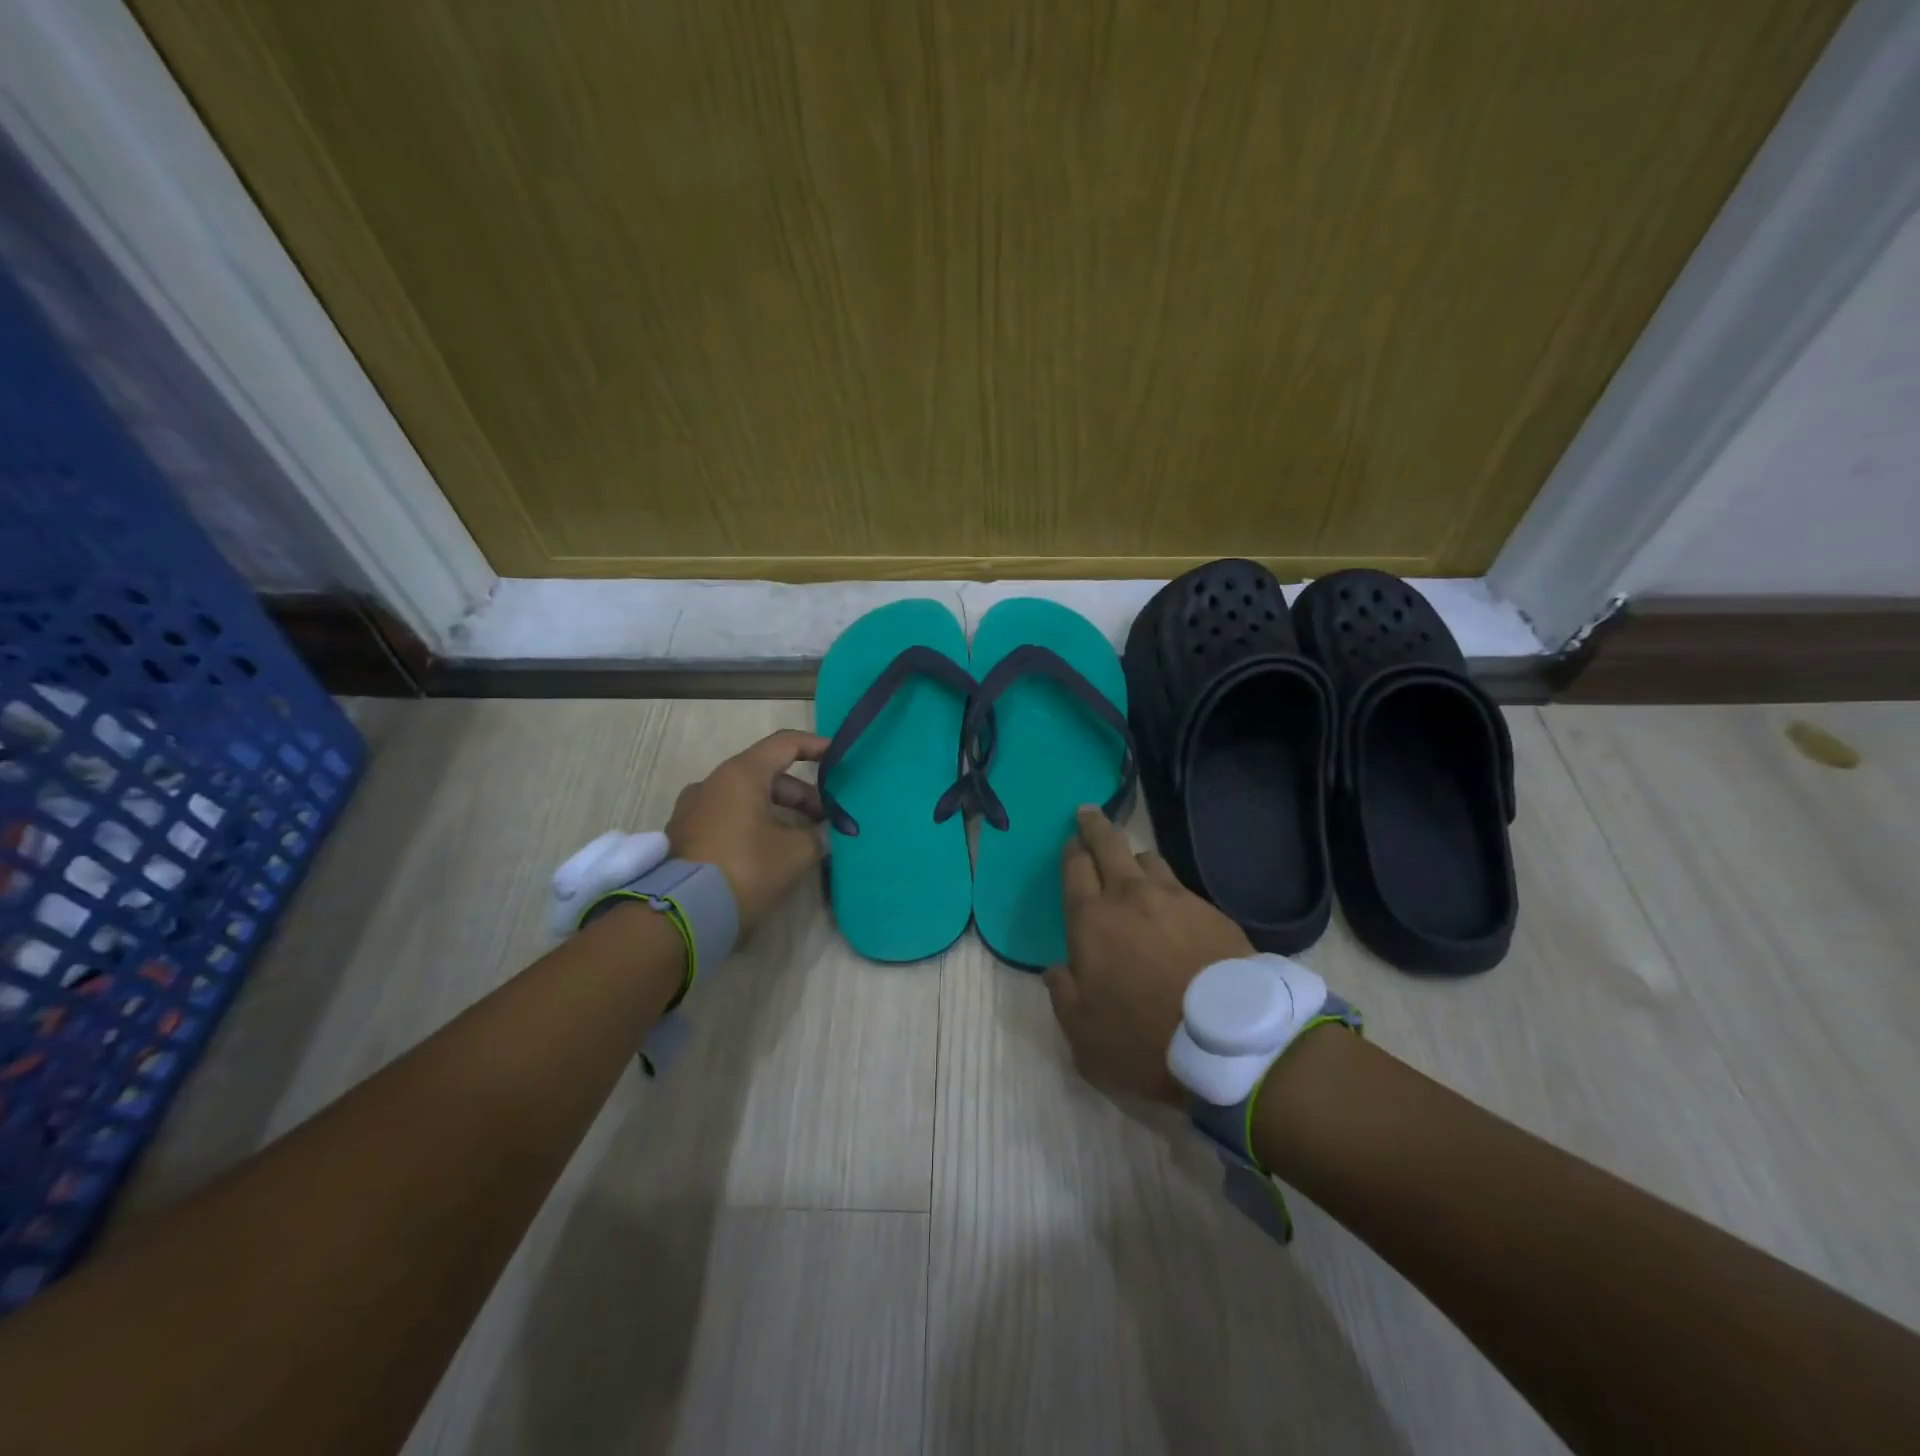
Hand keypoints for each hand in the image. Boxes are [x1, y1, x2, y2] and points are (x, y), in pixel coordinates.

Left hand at [667, 729, 827, 940]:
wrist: (681, 917)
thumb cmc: (745, 870)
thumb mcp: (795, 853)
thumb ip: (817, 835)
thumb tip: (821, 833)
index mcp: (740, 775)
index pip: (784, 744)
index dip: (815, 746)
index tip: (839, 756)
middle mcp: (712, 783)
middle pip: (766, 774)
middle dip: (802, 794)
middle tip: (826, 819)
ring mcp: (693, 809)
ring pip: (746, 798)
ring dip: (778, 812)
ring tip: (802, 839)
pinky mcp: (684, 836)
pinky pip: (727, 817)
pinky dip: (754, 825)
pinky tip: (770, 851)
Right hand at [1045, 807, 1252, 1103]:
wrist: (1229, 1045)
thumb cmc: (1143, 1041)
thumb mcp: (1083, 1034)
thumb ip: (1063, 994)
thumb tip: (1057, 969)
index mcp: (1091, 920)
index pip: (1075, 868)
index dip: (1071, 851)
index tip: (1070, 842)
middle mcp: (1130, 897)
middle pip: (1109, 844)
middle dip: (1095, 825)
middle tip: (1089, 814)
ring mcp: (1176, 899)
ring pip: (1149, 859)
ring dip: (1134, 857)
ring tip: (1134, 867)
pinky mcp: (1212, 911)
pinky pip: (1182, 887)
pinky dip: (1169, 889)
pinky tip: (1174, 909)